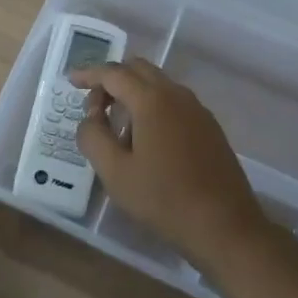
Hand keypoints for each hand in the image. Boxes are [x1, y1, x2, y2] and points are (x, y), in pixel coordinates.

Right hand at [73, 59, 268, 270]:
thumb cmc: (164, 200)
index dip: (89, 74)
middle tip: (95, 108)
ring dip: (133, 94)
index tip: (71, 81)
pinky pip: (174, 102)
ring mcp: (197, 109)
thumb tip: (89, 117)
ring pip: (158, 85)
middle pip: (138, 70)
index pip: (114, 73)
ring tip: (118, 129)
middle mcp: (177, 94)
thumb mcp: (115, 173)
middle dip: (112, 80)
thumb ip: (93, 137)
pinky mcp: (209, 127)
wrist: (226, 227)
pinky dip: (153, 106)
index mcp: (152, 100)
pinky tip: (147, 142)